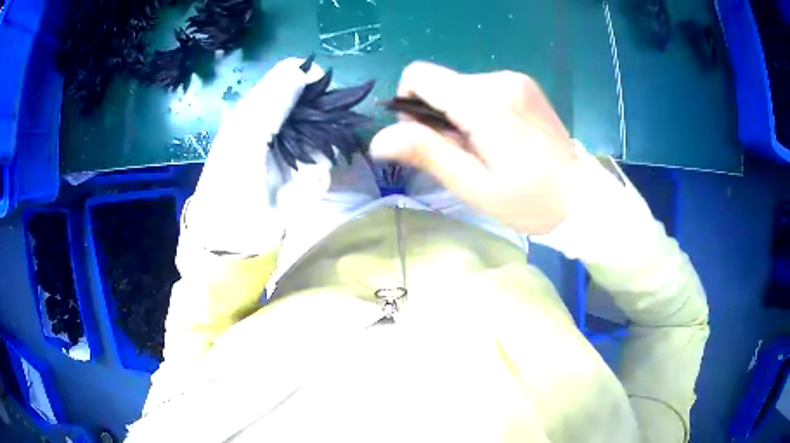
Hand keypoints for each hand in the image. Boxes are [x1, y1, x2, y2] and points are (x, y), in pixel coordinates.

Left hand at [188, 58, 332, 254]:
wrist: (232, 234)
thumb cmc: (231, 180)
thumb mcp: (246, 134)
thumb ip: (273, 101)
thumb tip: (302, 69)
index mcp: (259, 108)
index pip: (291, 77)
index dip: (308, 76)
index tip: (321, 87)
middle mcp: (280, 124)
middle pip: (315, 105)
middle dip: (320, 120)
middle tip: (311, 138)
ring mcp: (295, 150)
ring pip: (325, 136)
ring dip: (316, 155)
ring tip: (299, 174)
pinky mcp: (306, 177)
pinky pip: (324, 167)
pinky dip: (315, 179)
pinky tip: (298, 191)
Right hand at [371, 62, 578, 234]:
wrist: (581, 197)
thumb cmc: (529, 200)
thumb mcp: (474, 185)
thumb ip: (428, 154)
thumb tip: (377, 138)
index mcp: (484, 101)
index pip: (420, 76)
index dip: (409, 104)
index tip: (429, 137)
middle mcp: (498, 79)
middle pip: (440, 84)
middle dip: (438, 117)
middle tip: (464, 154)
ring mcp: (515, 80)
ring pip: (460, 88)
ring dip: (459, 116)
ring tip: (485, 149)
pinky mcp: (523, 85)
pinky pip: (482, 90)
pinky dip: (478, 111)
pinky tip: (499, 138)